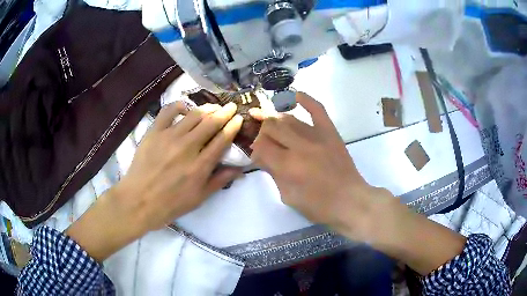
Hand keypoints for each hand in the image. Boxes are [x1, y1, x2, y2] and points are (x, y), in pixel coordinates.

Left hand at [118, 101, 242, 231]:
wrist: (138, 201)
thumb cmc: (170, 204)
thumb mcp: (199, 198)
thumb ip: (219, 181)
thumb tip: (240, 170)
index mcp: (200, 166)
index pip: (222, 139)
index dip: (233, 126)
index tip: (239, 118)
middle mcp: (188, 147)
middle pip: (211, 122)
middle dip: (225, 112)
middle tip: (231, 106)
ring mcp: (169, 137)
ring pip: (193, 115)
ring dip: (207, 108)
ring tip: (213, 106)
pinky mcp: (154, 132)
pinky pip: (168, 111)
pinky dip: (179, 105)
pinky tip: (185, 107)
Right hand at [249, 92, 389, 239]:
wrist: (351, 201)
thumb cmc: (319, 207)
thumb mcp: (289, 197)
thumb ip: (274, 174)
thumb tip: (264, 156)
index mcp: (288, 166)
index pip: (261, 146)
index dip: (256, 150)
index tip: (259, 156)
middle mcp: (300, 146)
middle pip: (271, 126)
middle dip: (263, 133)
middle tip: (266, 143)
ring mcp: (317, 137)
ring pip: (289, 118)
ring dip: (276, 121)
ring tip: (273, 127)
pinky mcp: (331, 133)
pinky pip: (317, 110)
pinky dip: (306, 100)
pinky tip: (295, 95)